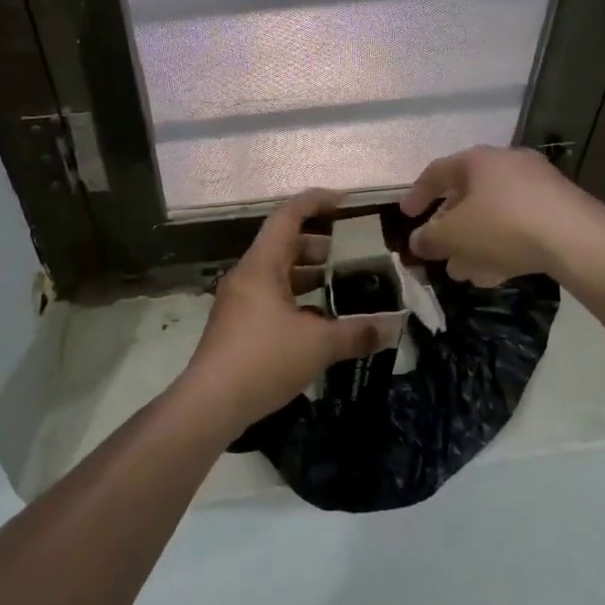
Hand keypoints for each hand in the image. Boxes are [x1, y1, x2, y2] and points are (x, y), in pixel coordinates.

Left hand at [180, 190, 391, 432]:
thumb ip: (357, 333)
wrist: (210, 403)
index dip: (316, 202)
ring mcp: (239, 301)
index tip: (345, 202)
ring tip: (342, 285)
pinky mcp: (237, 325)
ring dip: (308, 274)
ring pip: (277, 273)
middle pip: (284, 244)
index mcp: (262, 265)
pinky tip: (319, 321)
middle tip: (352, 253)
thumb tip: (394, 327)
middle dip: (319, 243)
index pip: (288, 215)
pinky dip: (296, 298)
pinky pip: (271, 297)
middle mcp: (247, 275)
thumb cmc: (263, 359)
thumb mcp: (318, 345)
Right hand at [400, 145, 604, 285]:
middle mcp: (506, 165)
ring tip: (463, 272)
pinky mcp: (558, 210)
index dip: (417, 195)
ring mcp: (537, 186)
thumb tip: (417, 241)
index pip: (437, 172)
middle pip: (468, 196)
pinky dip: (501, 246)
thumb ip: (430, 238)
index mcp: (477, 161)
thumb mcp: (455, 235)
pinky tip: (494, 275)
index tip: (406, 216)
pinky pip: (518, 226)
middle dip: (450, 229)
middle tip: (439, 252)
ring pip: (494, 215)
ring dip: (474, 243)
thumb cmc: (502, 225)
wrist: (576, 238)